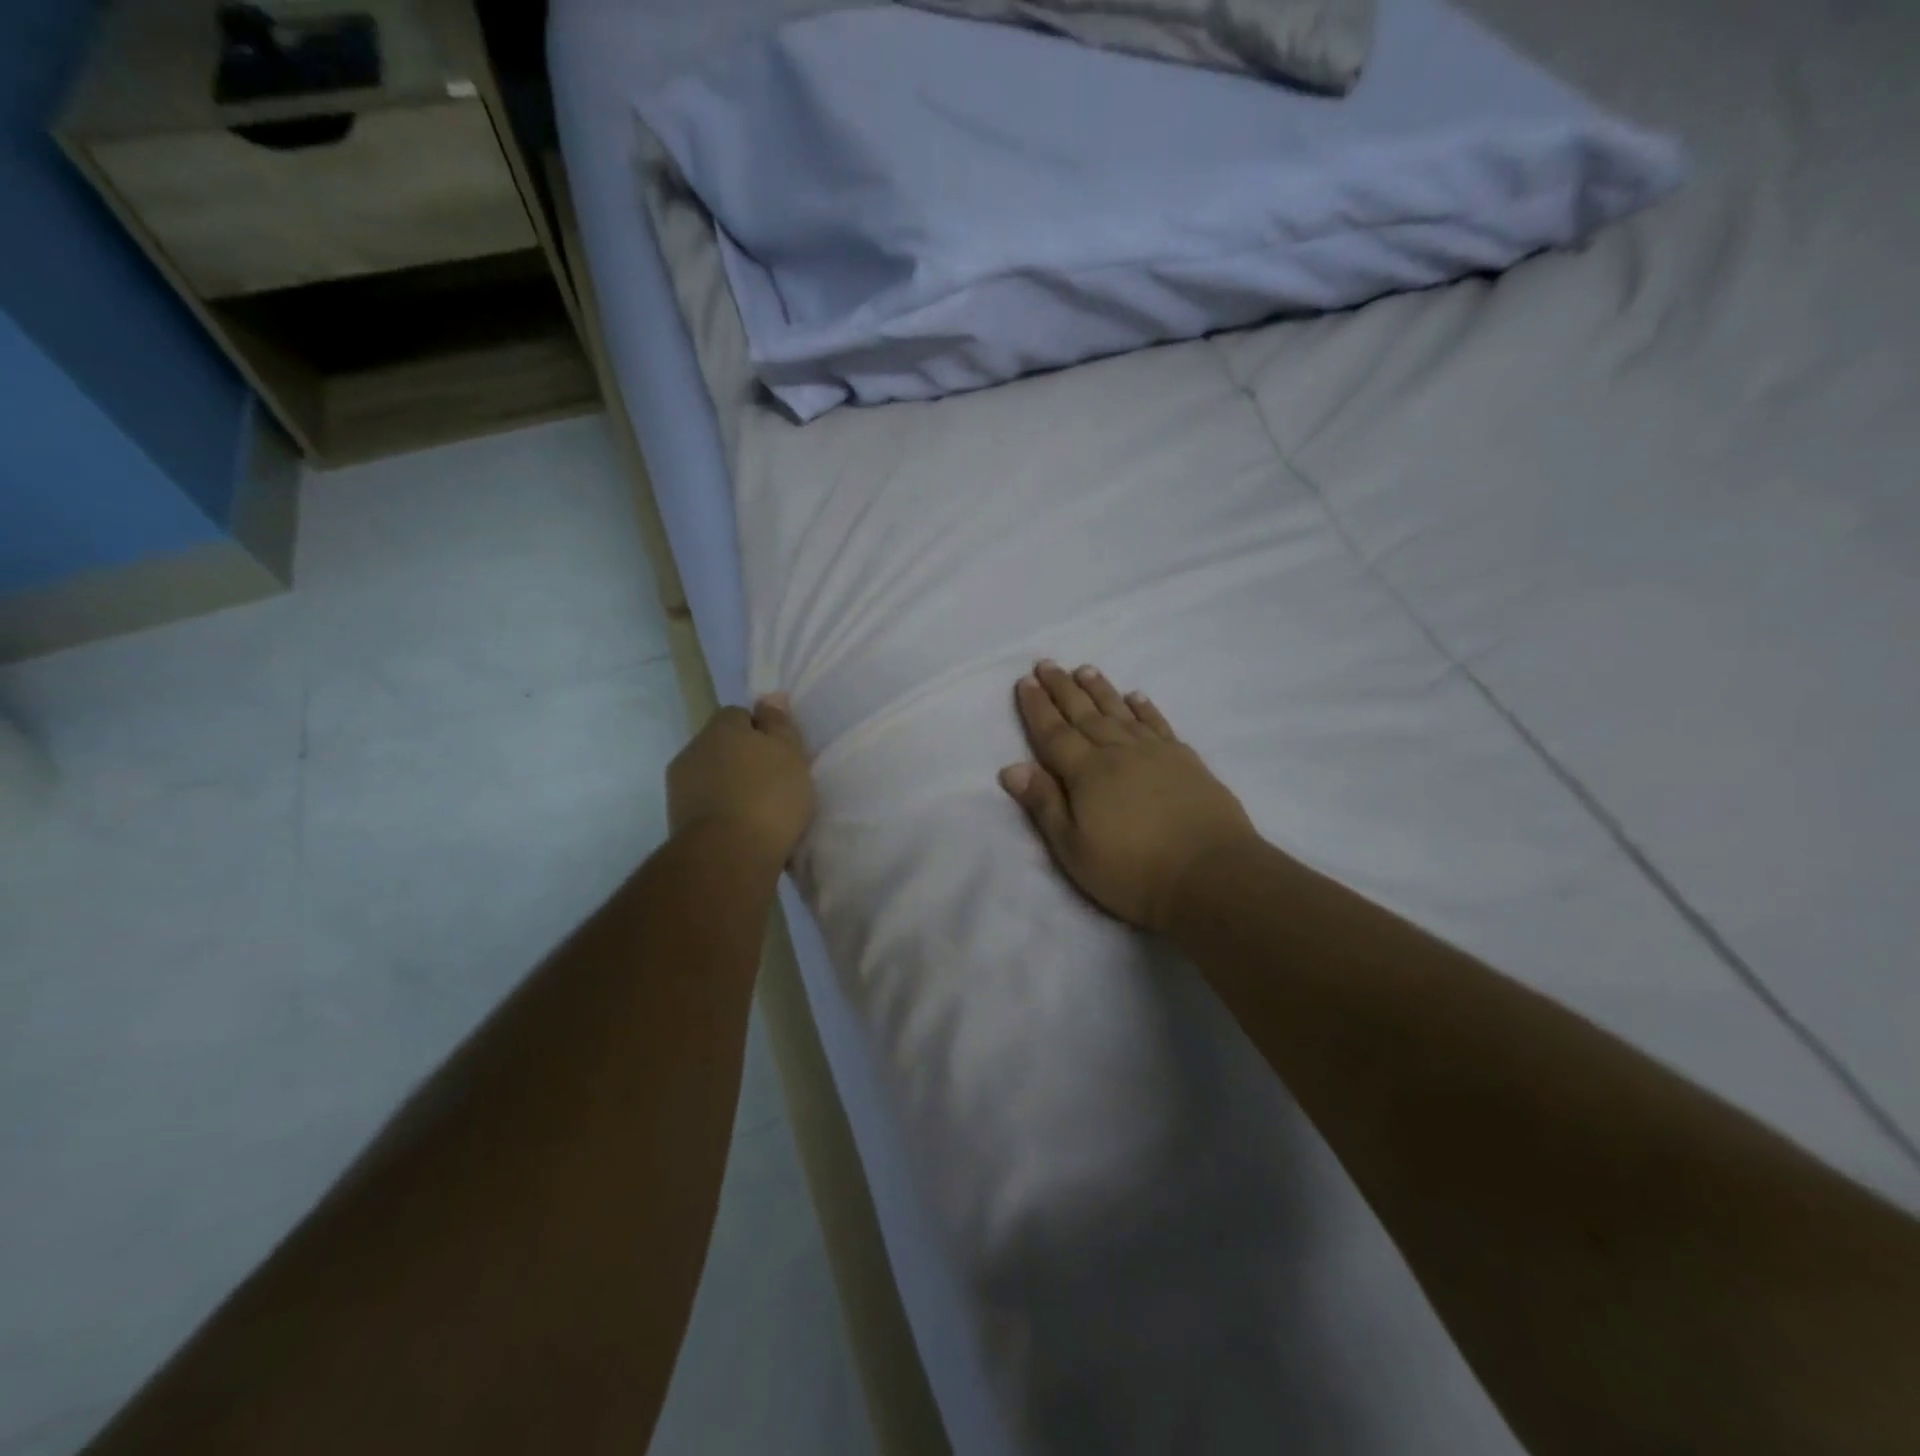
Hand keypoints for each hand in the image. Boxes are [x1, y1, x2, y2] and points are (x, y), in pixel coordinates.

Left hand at [668, 695, 814, 868]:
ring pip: (710, 775)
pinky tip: (740, 828)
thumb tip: (768, 697)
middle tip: (772, 782)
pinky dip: (719, 810)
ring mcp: (679, 785)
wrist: (727, 856)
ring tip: (756, 810)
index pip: (739, 715)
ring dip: (729, 785)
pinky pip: (704, 803)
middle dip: (742, 758)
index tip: (779, 754)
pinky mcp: (675, 818)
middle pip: (721, 745)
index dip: (760, 731)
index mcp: (721, 727)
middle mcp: (693, 748)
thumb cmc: (768, 797)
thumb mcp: (790, 754)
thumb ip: (779, 724)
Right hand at [1000, 662, 1259, 932]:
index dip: (1037, 707)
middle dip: (1062, 689)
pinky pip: (1158, 724)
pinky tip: (1136, 697)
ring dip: (1100, 690)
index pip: (1054, 733)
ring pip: (1120, 712)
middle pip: (1084, 714)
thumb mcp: (1074, 849)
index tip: (1026, 682)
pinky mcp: (1186, 761)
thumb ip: (1044, 804)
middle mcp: (1118, 752)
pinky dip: (1144, 708)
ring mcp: (1156, 753)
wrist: (1211, 875)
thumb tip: (1012, 767)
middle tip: (1047, 664)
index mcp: (1087, 773)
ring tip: (1085, 670)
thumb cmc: (1133, 871)